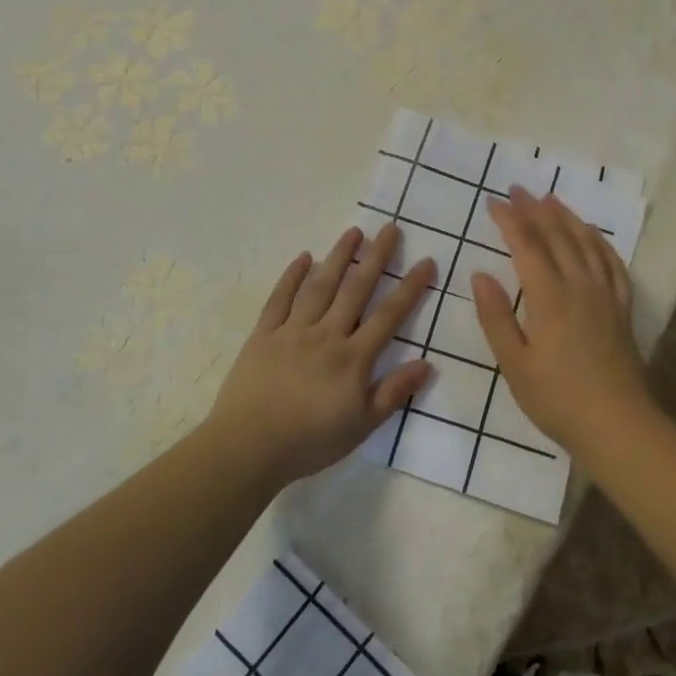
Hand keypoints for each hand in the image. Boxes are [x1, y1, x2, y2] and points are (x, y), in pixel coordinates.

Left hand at [205, 223, 434, 484]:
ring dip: (338, 257)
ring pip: (320, 286)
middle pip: (356, 289)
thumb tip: (426, 363)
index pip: (389, 315)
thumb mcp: (362, 426)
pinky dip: (292, 276)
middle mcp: (326, 334)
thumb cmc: (310, 441)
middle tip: (390, 227)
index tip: (426, 261)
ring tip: (353, 232)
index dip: (410, 288)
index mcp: (353, 358)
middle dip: (376, 257)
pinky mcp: (263, 335)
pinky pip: (280, 299)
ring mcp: (292, 331)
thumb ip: (393, 392)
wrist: (248, 447)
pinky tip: (304, 258)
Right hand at [472, 188, 654, 454]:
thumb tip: (480, 275)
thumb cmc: (557, 399)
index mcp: (549, 298)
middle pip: (557, 237)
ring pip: (586, 243)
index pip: (527, 247)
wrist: (617, 424)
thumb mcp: (514, 364)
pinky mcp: (622, 308)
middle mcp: (580, 286)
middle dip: (535, 210)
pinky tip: (593, 235)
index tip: (493, 202)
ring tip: (552, 199)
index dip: (510, 221)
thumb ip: (496, 317)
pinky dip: (600, 242)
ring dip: (567, 218)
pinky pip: (613, 263)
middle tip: (518, 190)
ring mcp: (605, 295)